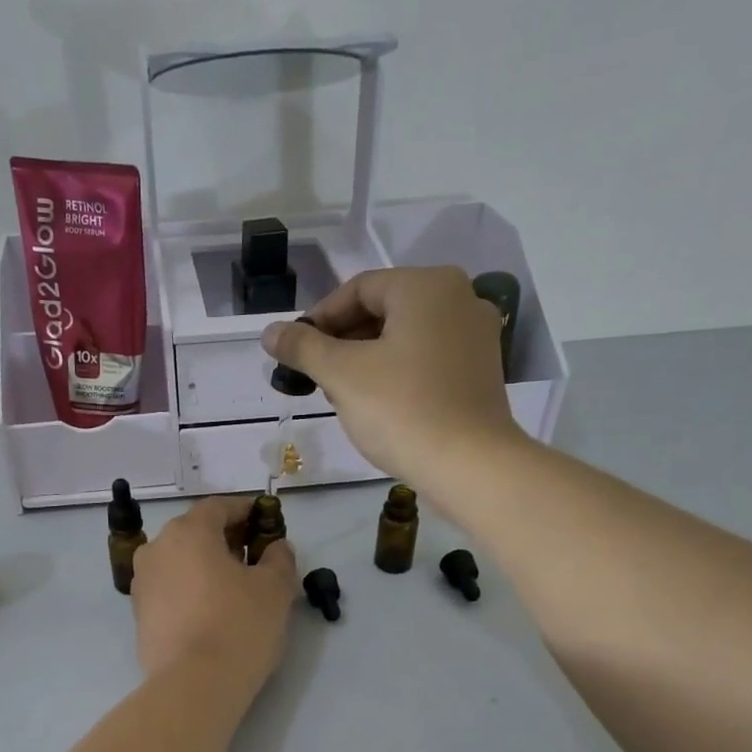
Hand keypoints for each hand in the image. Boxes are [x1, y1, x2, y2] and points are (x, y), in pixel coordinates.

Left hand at [131, 496, 297, 696]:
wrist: (193, 686)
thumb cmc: (239, 626)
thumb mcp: (275, 588)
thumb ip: (279, 558)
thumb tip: (276, 547)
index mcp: (188, 532)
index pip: (218, 507)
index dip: (245, 511)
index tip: (265, 523)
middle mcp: (157, 549)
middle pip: (194, 532)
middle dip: (224, 539)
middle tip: (253, 557)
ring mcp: (142, 583)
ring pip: (179, 561)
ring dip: (205, 565)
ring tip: (233, 587)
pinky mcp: (139, 615)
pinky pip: (170, 589)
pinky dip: (190, 590)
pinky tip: (211, 611)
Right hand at [261, 267, 521, 490]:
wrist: (470, 465)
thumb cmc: (402, 409)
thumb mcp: (342, 375)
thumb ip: (303, 347)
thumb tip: (270, 332)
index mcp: (427, 286)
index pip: (358, 289)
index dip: (319, 318)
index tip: (295, 351)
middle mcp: (460, 298)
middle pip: (384, 310)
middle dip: (343, 340)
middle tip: (314, 375)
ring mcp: (476, 336)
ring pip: (405, 336)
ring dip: (366, 358)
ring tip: (341, 393)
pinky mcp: (482, 371)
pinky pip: (427, 358)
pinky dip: (397, 372)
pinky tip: (378, 404)